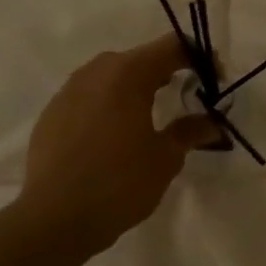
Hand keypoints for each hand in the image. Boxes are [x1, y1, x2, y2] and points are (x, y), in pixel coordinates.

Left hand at [20, 35, 217, 253]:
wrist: (55, 218)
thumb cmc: (120, 183)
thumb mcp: (165, 158)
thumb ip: (189, 131)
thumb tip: (210, 122)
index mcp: (127, 74)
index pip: (171, 47)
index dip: (198, 57)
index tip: (214, 80)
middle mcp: (94, 73)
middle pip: (139, 59)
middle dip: (166, 72)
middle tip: (186, 97)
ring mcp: (68, 92)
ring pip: (110, 77)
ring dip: (134, 88)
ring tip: (150, 116)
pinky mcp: (51, 114)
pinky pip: (88, 98)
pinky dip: (108, 106)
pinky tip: (114, 136)